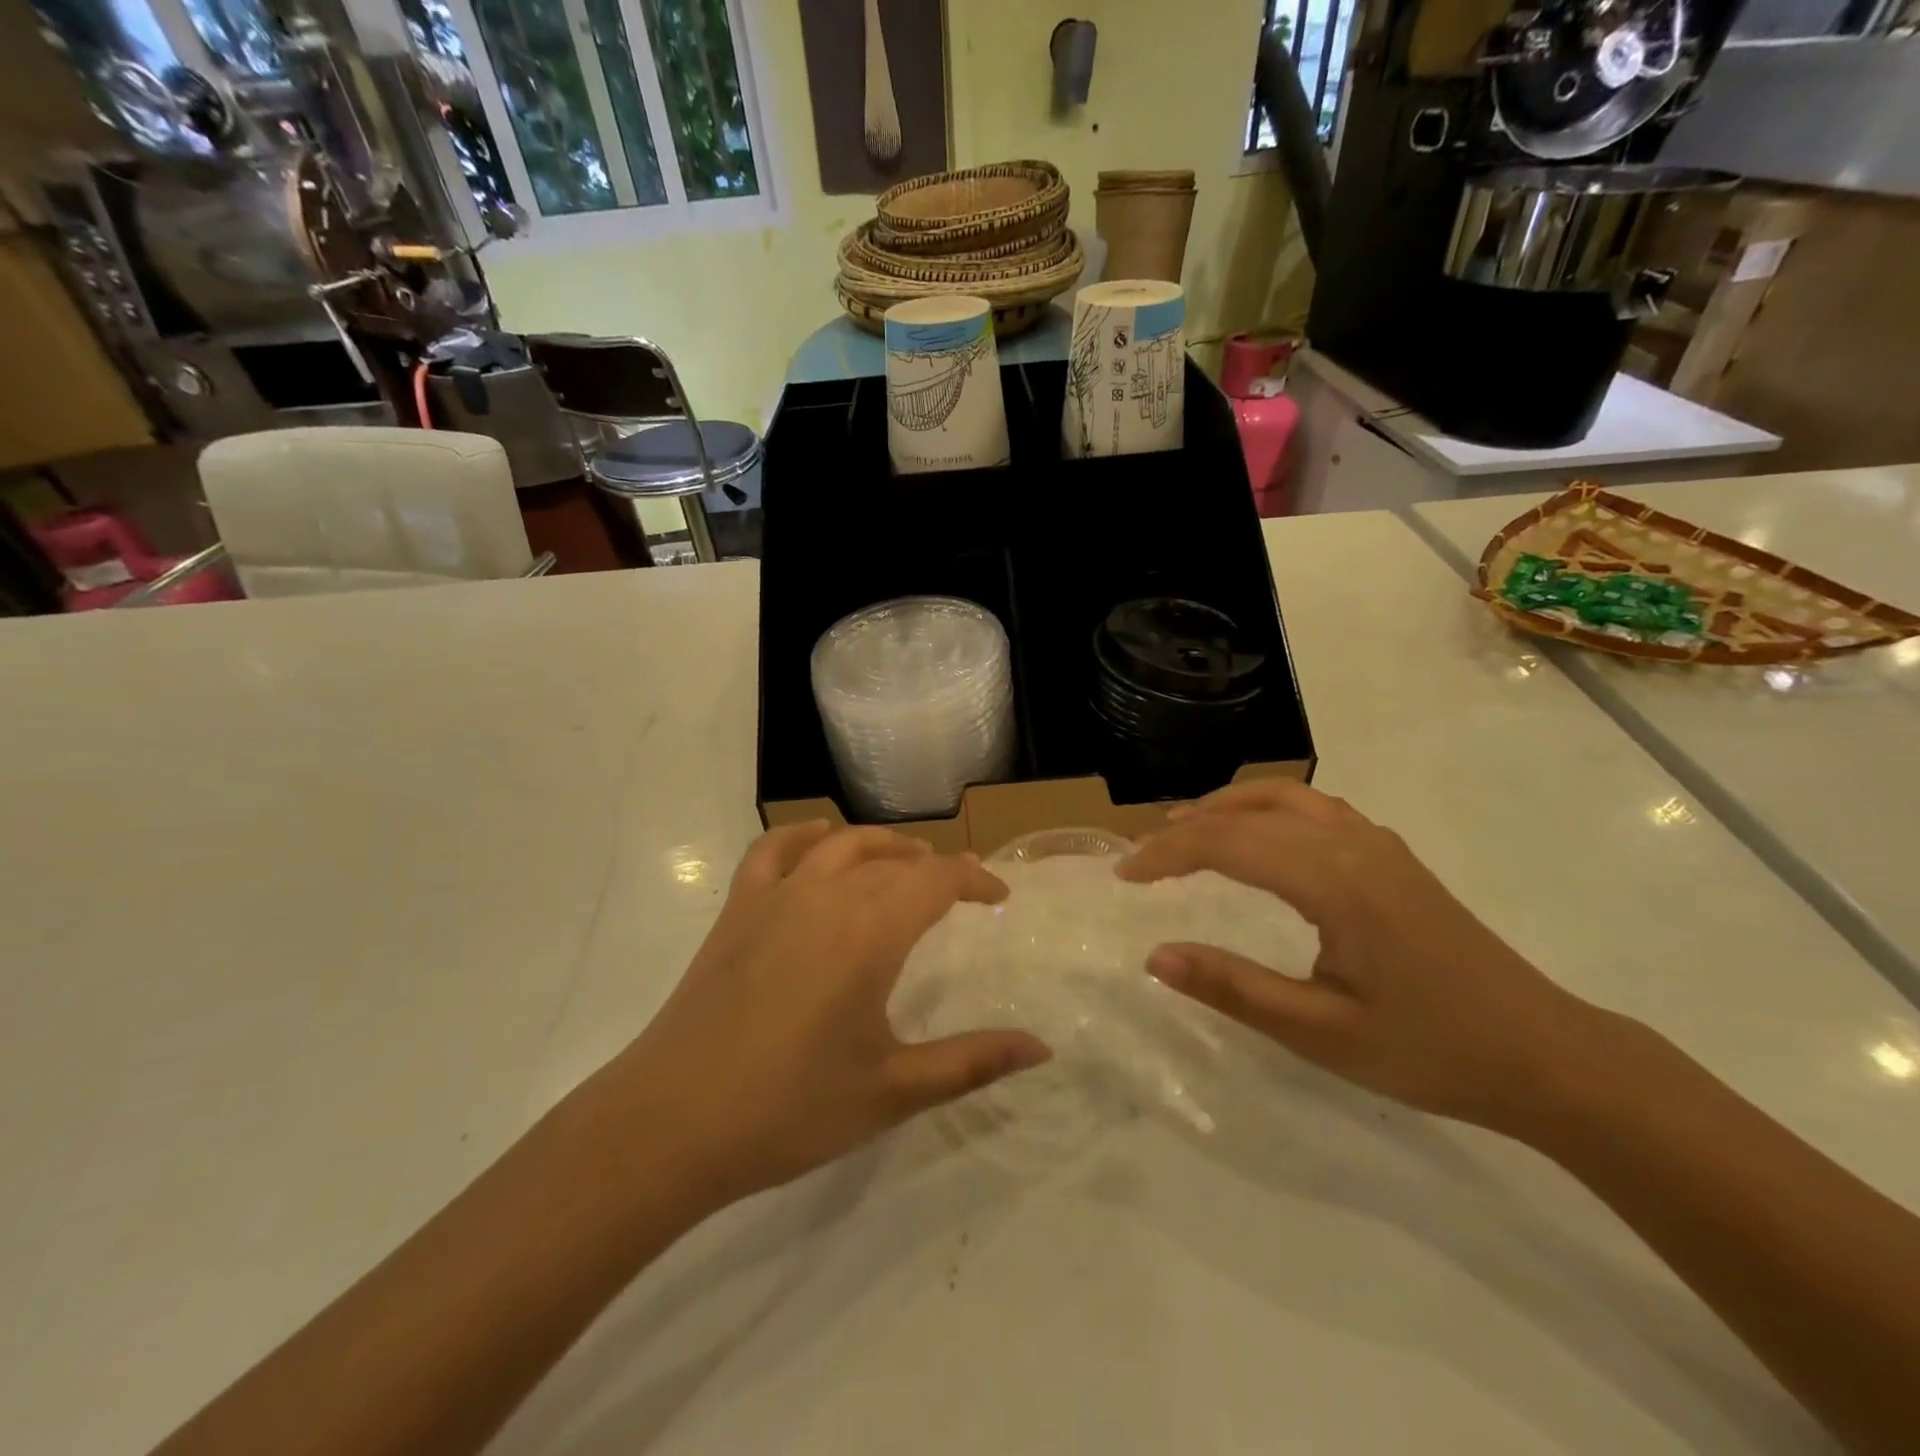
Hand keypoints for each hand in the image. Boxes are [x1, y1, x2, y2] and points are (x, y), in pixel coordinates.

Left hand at [604, 823, 1050, 1206]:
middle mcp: (826, 896)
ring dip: (882, 844)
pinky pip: (772, 849)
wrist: (671, 1124)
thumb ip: (972, 1062)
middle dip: (935, 867)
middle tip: (960, 886)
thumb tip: (1042, 1048)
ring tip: (905, 861)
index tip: (999, 895)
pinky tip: (818, 844)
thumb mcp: (892, 1091)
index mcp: (870, 933)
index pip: (937, 880)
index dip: (975, 879)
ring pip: (840, 843)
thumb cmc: (790, 1110)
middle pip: (894, 861)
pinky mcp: (736, 910)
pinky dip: (804, 836)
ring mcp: (775, 897)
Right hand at [1117, 781, 1603, 1131]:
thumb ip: (1234, 989)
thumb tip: (1155, 957)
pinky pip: (1314, 809)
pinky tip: (1258, 837)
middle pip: (1248, 814)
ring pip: (1285, 798)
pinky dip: (1267, 809)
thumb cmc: (1431, 1050)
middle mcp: (1352, 845)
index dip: (1167, 855)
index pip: (1227, 844)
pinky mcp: (1391, 856)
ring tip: (1185, 827)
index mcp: (1334, 881)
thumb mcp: (1322, 1033)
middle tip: (1142, 857)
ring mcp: (1377, 844)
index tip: (1124, 876)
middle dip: (1187, 828)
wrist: (1546, 1056)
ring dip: (1227, 807)